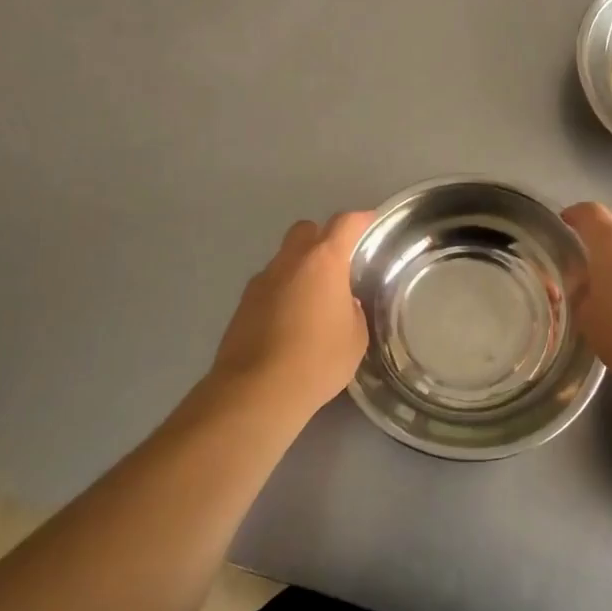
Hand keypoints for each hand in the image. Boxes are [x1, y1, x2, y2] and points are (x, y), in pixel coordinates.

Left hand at [212, 210, 374, 413]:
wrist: (257, 391)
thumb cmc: (318, 360)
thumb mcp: (355, 338)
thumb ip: (353, 311)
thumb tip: (344, 304)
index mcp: (323, 262)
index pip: (345, 224)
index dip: (360, 220)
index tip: (369, 223)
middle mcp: (289, 262)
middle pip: (306, 230)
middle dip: (322, 238)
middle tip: (338, 264)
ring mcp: (261, 281)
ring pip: (284, 259)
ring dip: (300, 269)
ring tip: (314, 301)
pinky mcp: (242, 305)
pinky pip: (269, 286)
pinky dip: (282, 293)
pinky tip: (290, 323)